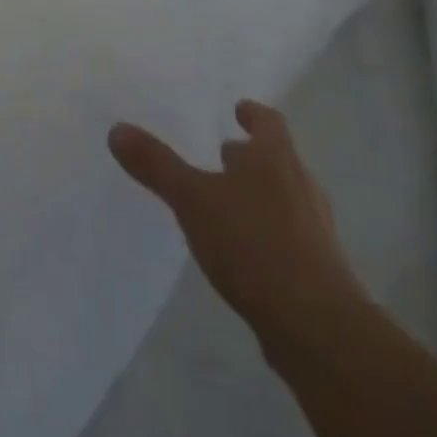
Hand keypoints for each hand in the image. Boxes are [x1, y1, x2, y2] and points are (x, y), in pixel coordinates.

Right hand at [109, 101, 369, 357]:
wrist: (316, 327)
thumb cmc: (253, 243)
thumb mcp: (192, 199)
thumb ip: (156, 165)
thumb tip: (117, 129)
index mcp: (275, 158)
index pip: (268, 122)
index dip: (253, 114)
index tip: (239, 109)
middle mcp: (301, 185)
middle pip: (279, 159)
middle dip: (253, 157)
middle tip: (225, 155)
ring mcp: (316, 229)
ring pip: (287, 198)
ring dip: (262, 194)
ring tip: (230, 202)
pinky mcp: (320, 270)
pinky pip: (291, 236)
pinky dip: (269, 232)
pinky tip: (246, 251)